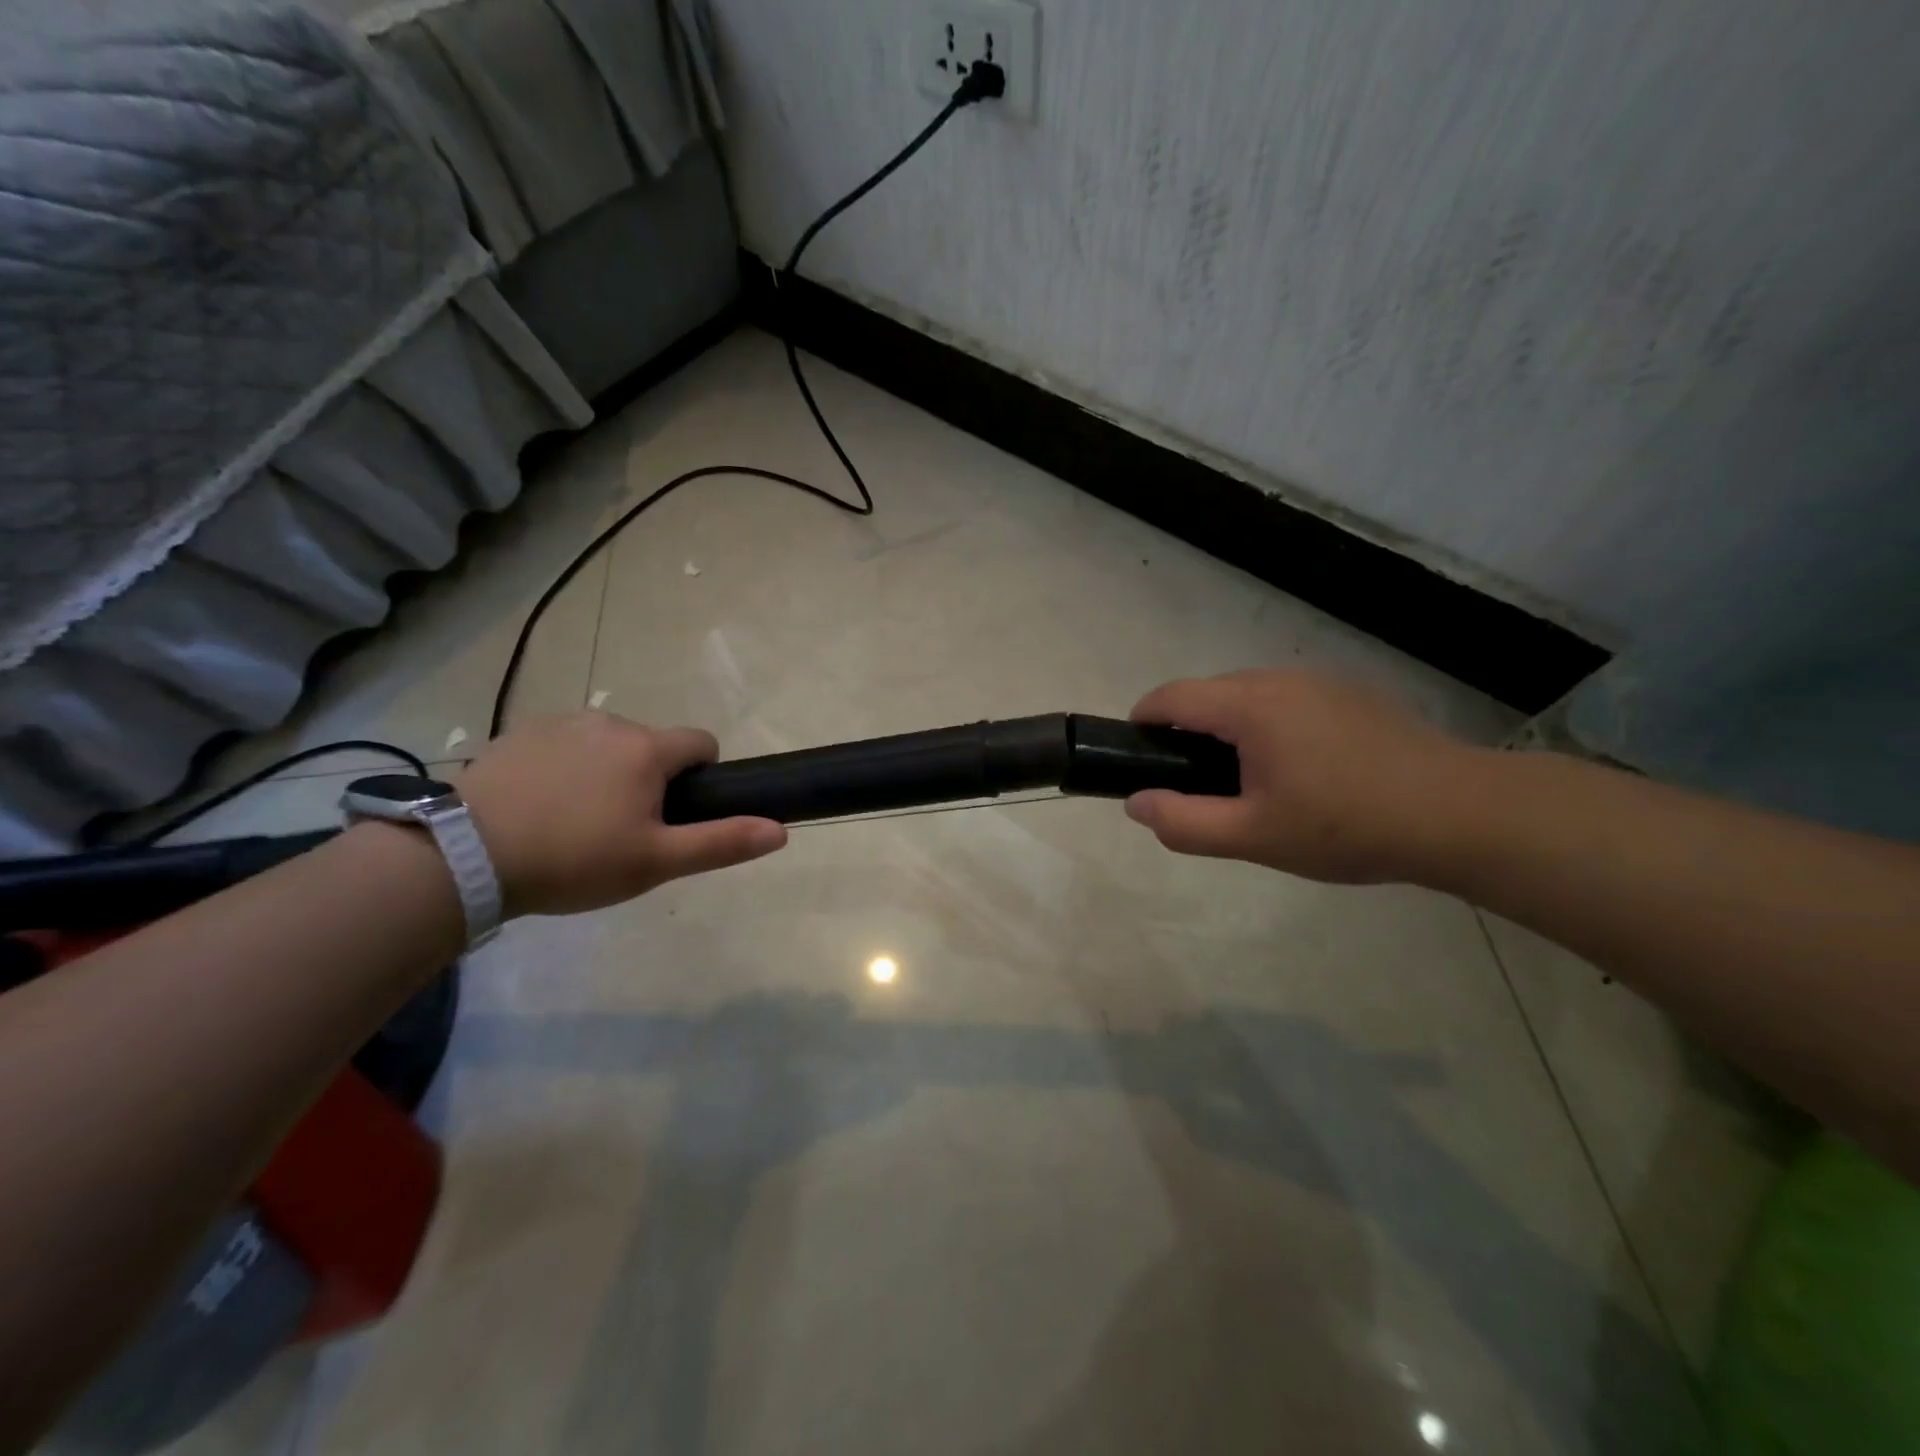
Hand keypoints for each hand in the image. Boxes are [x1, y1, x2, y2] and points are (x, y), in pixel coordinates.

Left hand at [455, 712, 785, 915]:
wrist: (464, 856)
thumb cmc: (574, 860)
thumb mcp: (656, 862)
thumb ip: (721, 842)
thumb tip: (781, 830)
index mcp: (648, 750)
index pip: (702, 743)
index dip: (702, 775)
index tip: (678, 812)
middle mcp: (610, 722)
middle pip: (652, 746)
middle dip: (650, 779)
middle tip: (622, 830)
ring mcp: (560, 723)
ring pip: (608, 744)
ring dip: (607, 771)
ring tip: (575, 821)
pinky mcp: (519, 732)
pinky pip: (564, 744)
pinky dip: (565, 767)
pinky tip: (539, 806)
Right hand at [1125, 669, 1484, 882]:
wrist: (1458, 813)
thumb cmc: (1346, 826)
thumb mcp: (1254, 836)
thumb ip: (1184, 822)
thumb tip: (1135, 803)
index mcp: (1249, 705)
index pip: (1169, 697)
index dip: (1142, 723)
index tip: (1138, 759)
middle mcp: (1278, 678)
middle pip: (1207, 694)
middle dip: (1188, 733)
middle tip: (1200, 788)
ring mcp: (1319, 681)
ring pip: (1248, 696)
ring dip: (1231, 730)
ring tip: (1253, 783)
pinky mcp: (1350, 692)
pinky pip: (1287, 700)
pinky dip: (1270, 726)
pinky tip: (1302, 771)